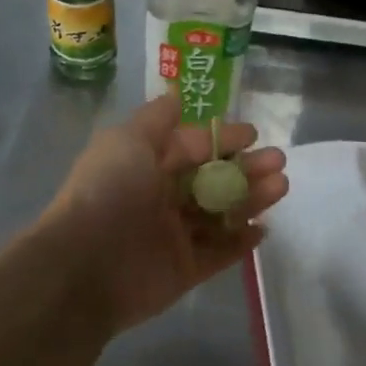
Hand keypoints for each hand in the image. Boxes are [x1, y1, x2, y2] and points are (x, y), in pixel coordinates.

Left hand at [41, 93, 288, 334]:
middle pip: (213, 179)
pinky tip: (264, 229)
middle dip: (247, 168)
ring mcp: (174, 235)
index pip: (193, 147)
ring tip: (281, 186)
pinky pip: (219, 253)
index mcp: (147, 165)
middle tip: (278, 162)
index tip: (254, 135)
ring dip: (252, 199)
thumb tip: (176, 95)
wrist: (85, 265)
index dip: (222, 139)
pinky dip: (241, 242)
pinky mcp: (185, 270)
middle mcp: (161, 198)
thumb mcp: (128, 140)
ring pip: (221, 213)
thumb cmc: (109, 192)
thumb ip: (156, 119)